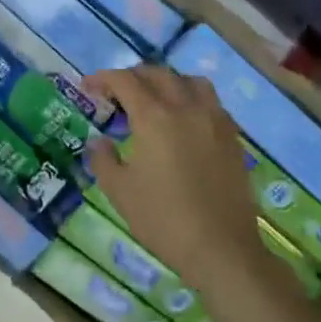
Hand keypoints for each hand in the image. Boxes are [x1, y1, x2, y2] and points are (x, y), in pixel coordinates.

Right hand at [84, 67, 282, 301]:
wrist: (220, 247)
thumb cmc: (163, 219)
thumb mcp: (119, 191)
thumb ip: (103, 159)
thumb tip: (99, 141)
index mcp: (154, 118)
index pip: (125, 81)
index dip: (103, 79)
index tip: (88, 87)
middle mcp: (186, 109)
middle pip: (158, 74)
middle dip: (133, 76)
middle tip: (116, 93)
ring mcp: (214, 121)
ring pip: (190, 82)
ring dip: (167, 82)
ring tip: (154, 99)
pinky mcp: (232, 137)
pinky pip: (211, 102)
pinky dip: (192, 99)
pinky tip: (184, 121)